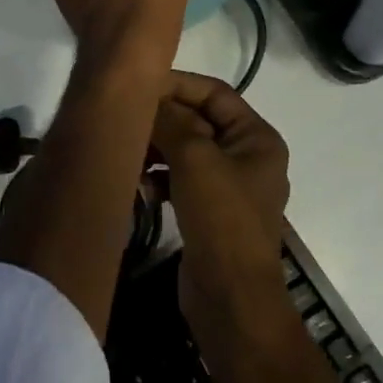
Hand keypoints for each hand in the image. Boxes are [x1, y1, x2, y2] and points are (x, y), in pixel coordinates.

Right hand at [151, 72, 289, 302]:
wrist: (231, 298)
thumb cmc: (222, 219)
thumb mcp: (196, 159)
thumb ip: (172, 121)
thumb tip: (150, 99)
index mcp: (257, 138)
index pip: (215, 93)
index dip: (178, 85)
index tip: (140, 85)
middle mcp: (247, 157)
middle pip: (199, 121)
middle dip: (163, 119)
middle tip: (126, 119)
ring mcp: (229, 187)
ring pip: (187, 151)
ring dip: (157, 148)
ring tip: (128, 153)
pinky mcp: (210, 213)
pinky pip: (181, 180)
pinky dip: (160, 177)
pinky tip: (138, 183)